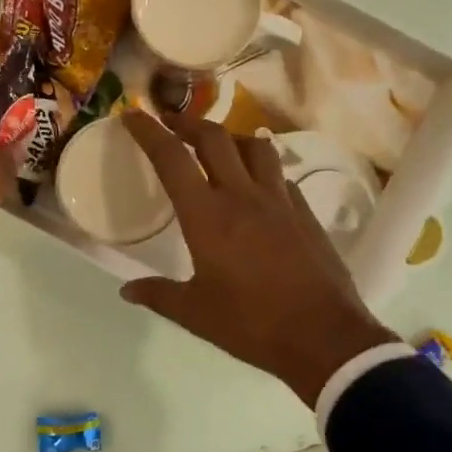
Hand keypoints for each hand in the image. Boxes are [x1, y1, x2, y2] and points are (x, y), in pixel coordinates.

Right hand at [119, 110, 396, 407]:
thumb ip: (159, 295)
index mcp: (207, 216)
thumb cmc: (252, 324)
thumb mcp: (196, 314)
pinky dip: (262, 167)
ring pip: (254, 146)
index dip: (149, 131)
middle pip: (214, 138)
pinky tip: (258, 183)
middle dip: (188, 122)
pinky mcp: (305, 211)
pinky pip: (280, 174)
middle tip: (171, 122)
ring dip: (230, 137)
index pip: (172, 158)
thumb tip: (127, 290)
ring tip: (217, 146)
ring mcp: (279, 200)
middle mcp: (242, 195)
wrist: (324, 337)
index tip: (133, 114)